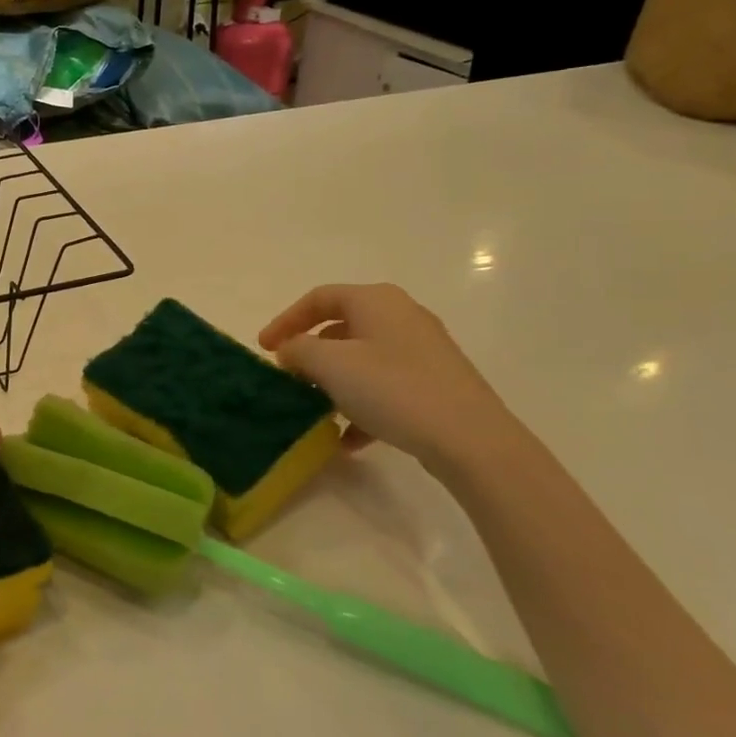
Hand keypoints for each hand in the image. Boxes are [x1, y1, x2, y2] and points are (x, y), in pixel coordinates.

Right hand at [259, 284, 524, 472]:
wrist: (471, 438)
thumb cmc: (393, 389)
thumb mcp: (331, 365)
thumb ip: (299, 350)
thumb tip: (290, 350)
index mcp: (376, 300)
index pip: (318, 298)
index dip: (285, 320)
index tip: (264, 350)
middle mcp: (401, 316)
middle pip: (341, 328)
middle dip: (310, 355)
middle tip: (290, 379)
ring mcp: (422, 350)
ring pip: (362, 360)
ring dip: (334, 384)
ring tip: (316, 411)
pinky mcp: (435, 382)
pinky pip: (385, 385)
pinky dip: (361, 405)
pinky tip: (349, 439)